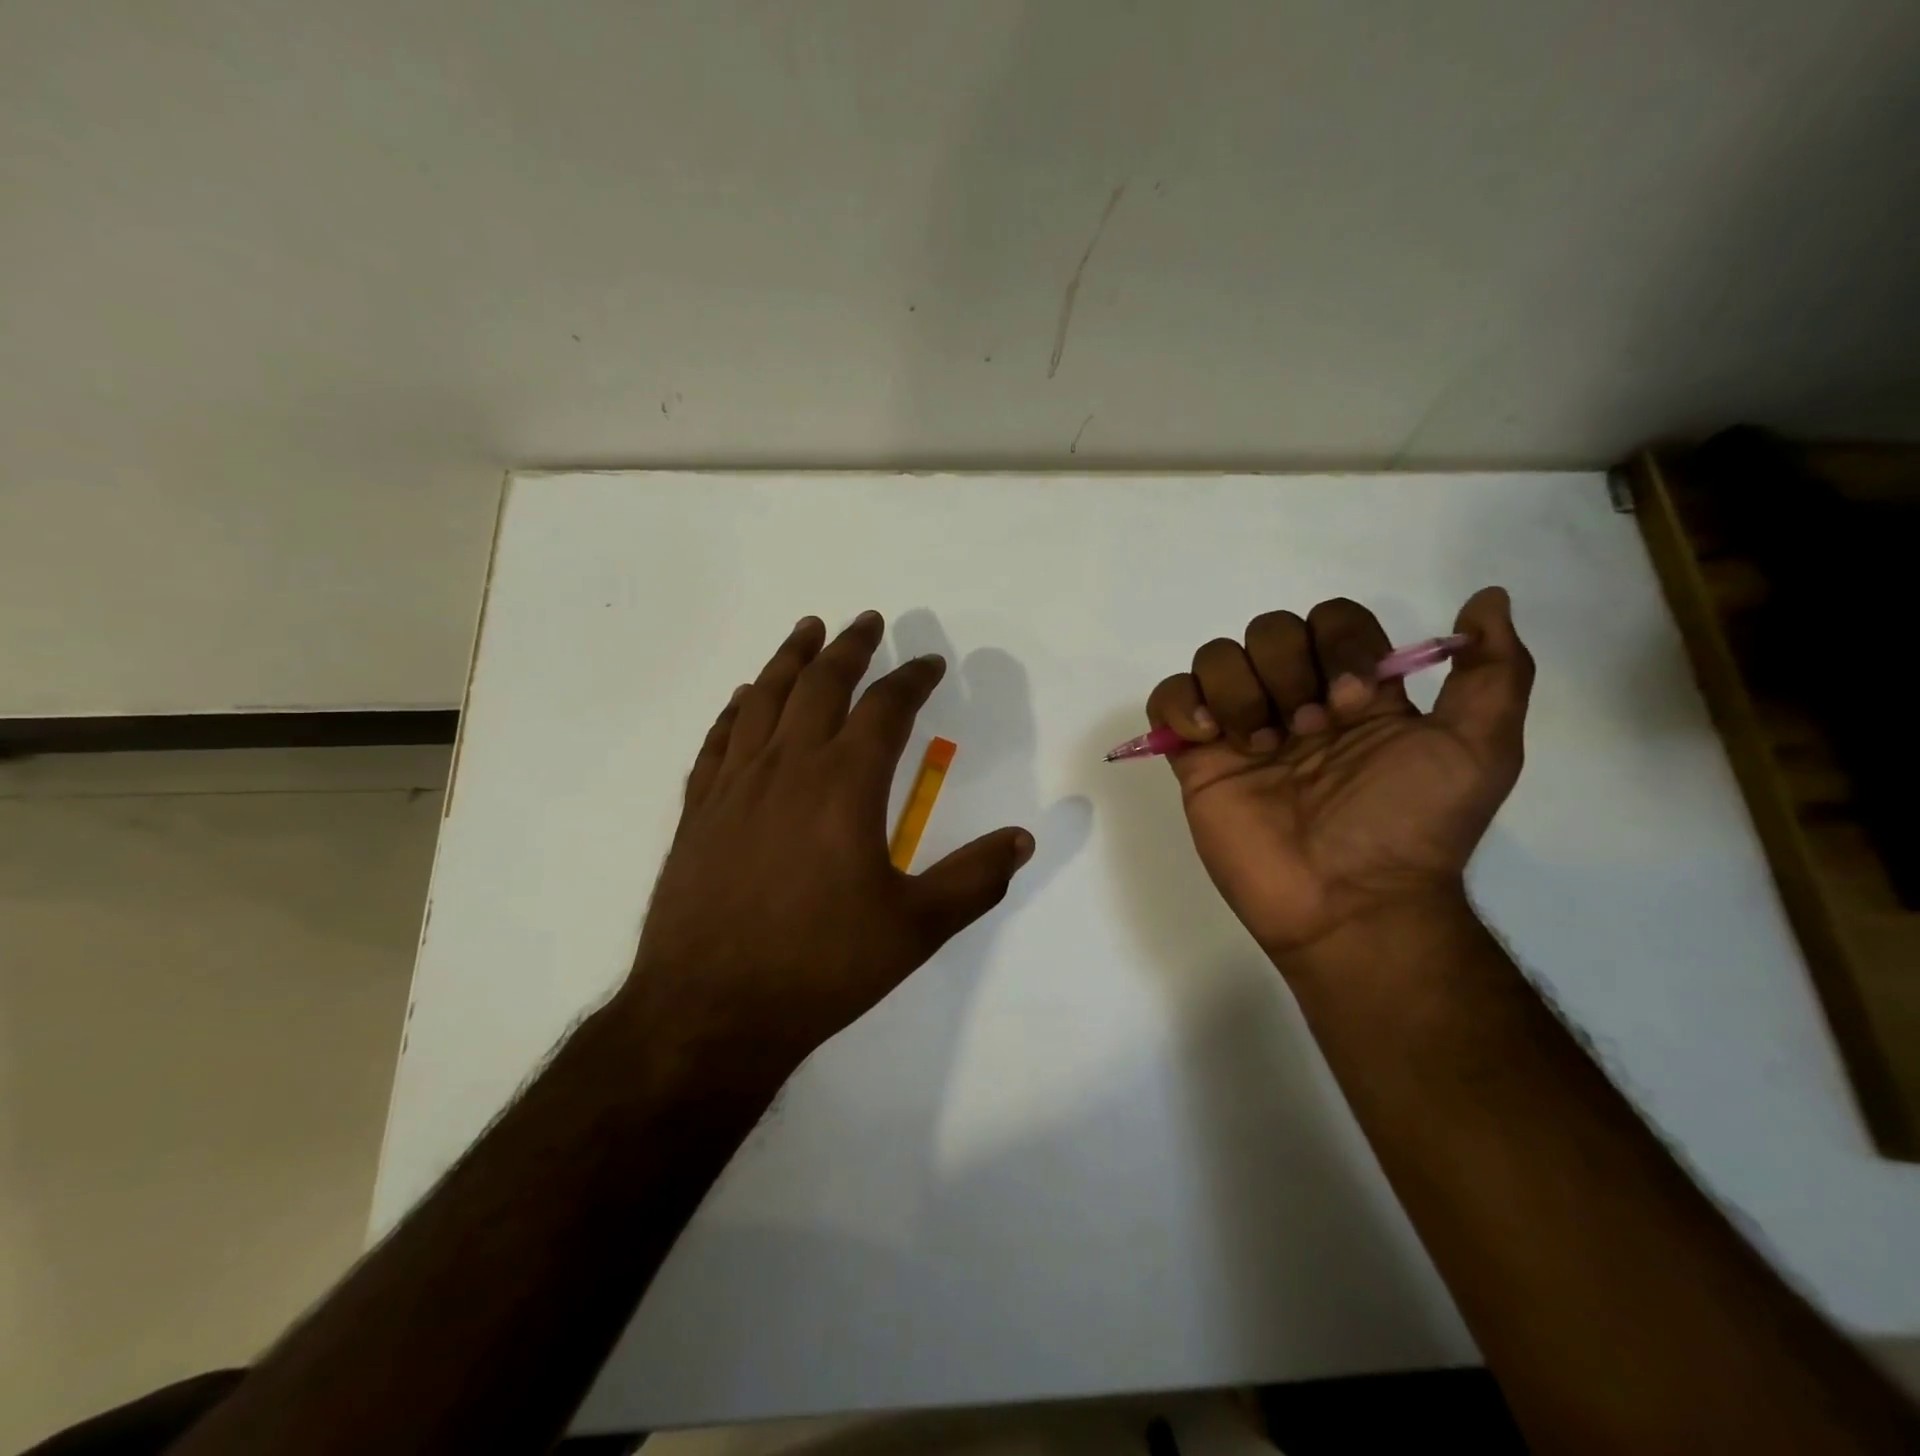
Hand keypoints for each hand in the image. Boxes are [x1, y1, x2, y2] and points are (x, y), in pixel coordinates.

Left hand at [622, 613, 1033, 1079]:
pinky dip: (737, 708)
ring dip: (789, 659)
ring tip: (807, 630)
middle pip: (820, 685)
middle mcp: (788, 767)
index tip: (930, 663)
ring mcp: (736, 784)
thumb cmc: (821, 967)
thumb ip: (974, 879)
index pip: (886, 709)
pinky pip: (719, 739)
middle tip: (867, 621)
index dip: (912, 679)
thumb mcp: (915, 929)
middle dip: (849, 648)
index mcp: (845, 785)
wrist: (711, 1010)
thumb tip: (1023, 839)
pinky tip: (744, 697)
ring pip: (764, 699)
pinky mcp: (699, 809)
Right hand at [1146, 589, 1532, 966]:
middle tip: (1306, 734)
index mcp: (1354, 692)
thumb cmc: (1410, 827)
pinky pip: (1168, 698)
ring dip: (1239, 691)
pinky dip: (1181, 704)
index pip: (1333, 620)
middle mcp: (1295, 699)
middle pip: (1270, 630)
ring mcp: (1241, 728)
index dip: (1339, 646)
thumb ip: (1495, 673)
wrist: (1348, 902)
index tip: (1352, 704)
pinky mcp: (1197, 759)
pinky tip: (1209, 738)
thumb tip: (1488, 599)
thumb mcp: (1481, 750)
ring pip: (1217, 656)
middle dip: (1286, 671)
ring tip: (1259, 747)